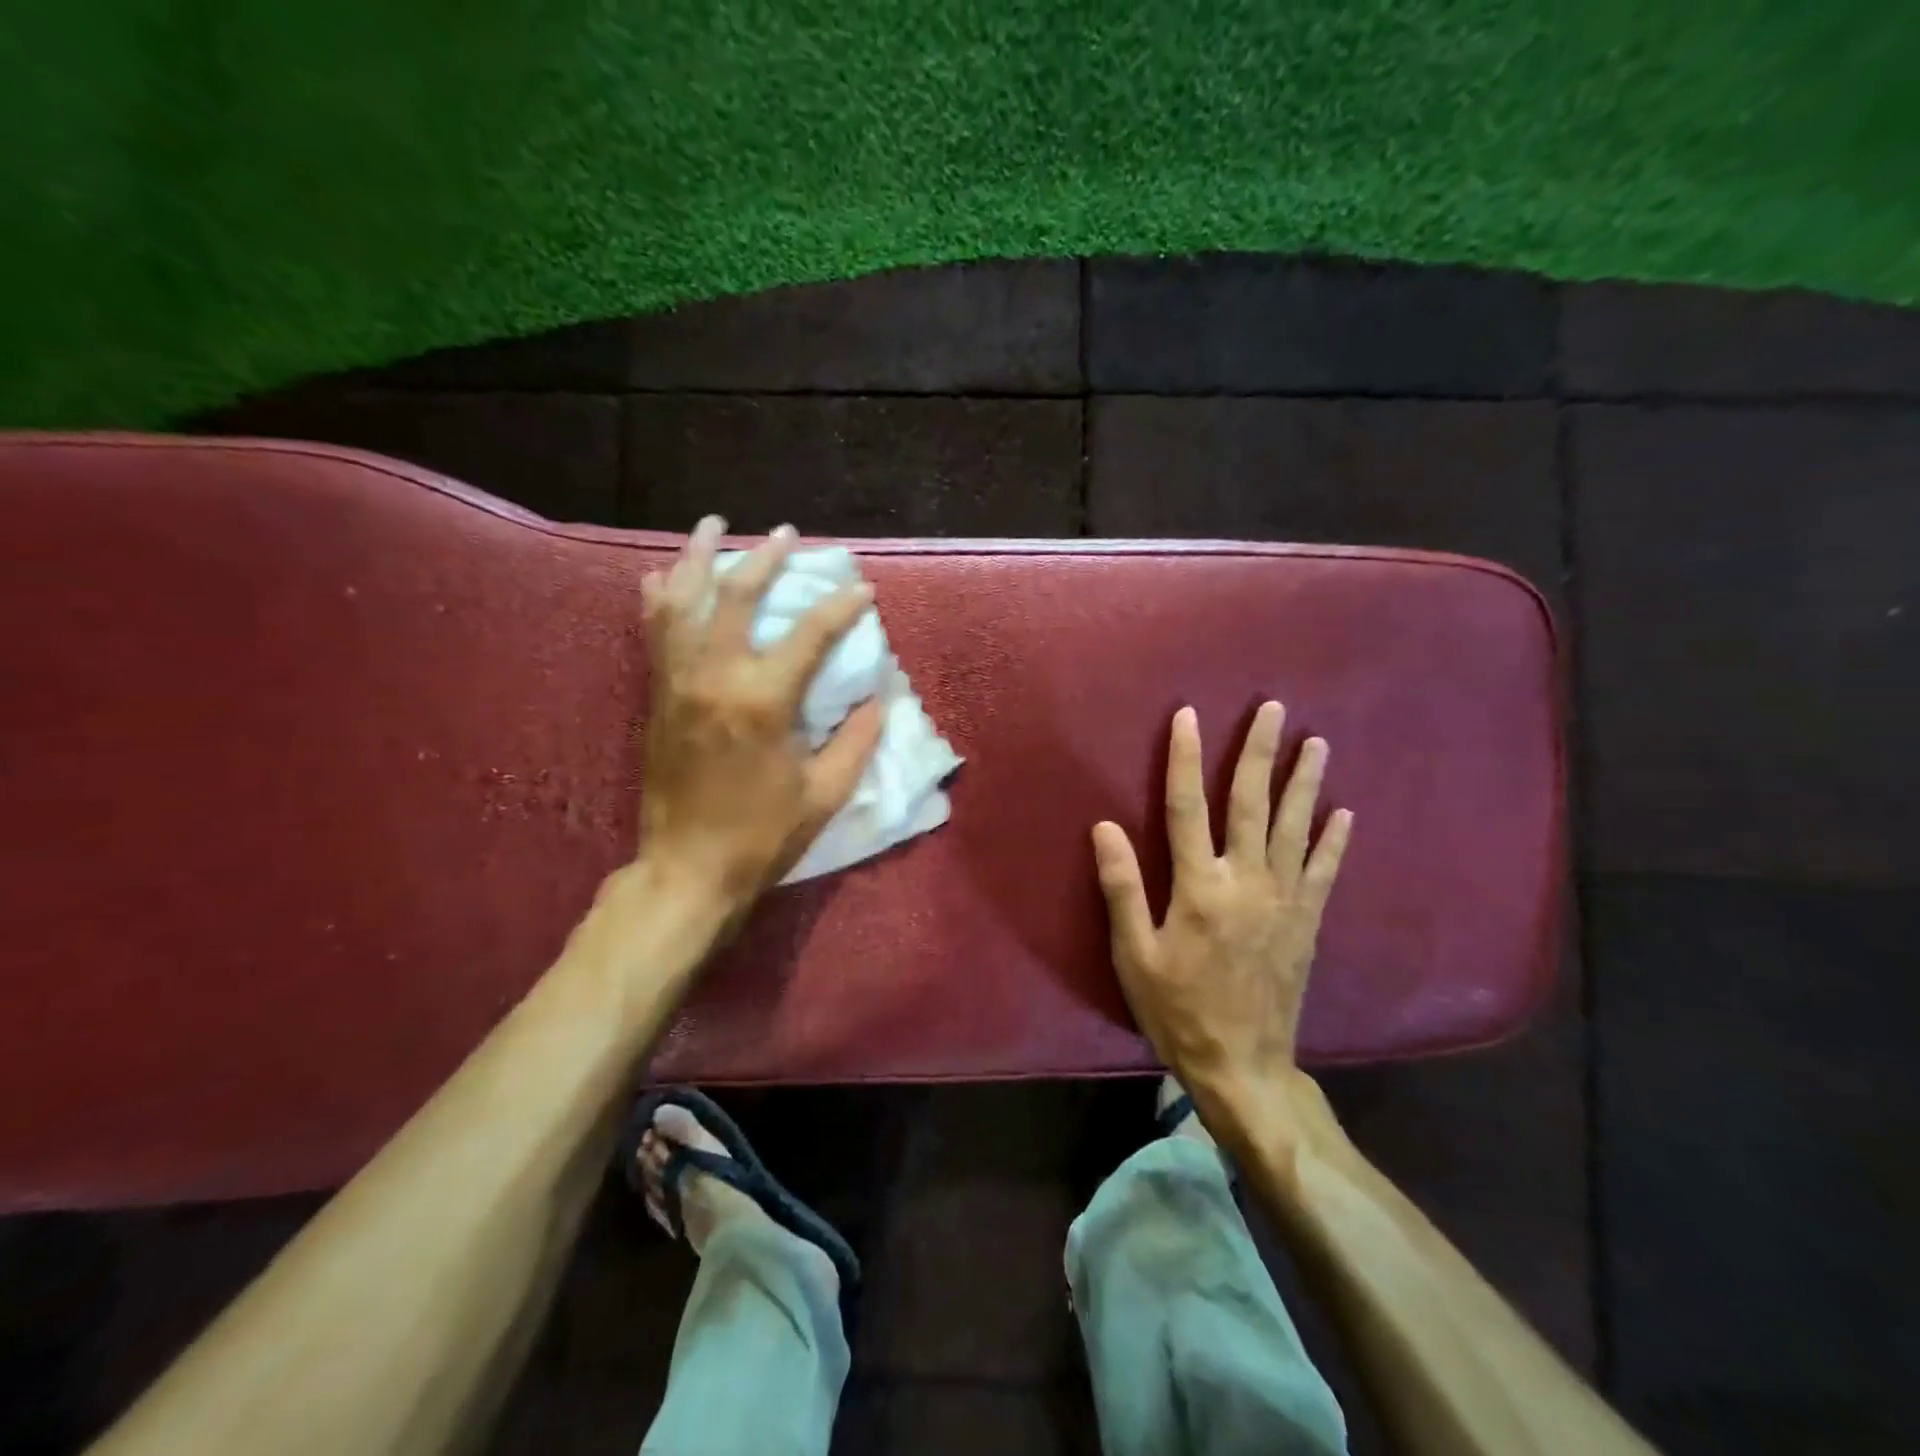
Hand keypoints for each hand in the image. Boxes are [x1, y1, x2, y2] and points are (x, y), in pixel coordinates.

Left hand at [635, 517, 882, 906]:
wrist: (687, 869)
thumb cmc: (762, 834)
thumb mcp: (825, 793)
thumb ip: (856, 740)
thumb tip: (879, 699)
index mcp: (763, 701)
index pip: (810, 635)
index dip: (841, 607)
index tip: (863, 590)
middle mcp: (714, 676)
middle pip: (737, 597)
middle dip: (764, 559)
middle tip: (785, 534)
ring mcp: (677, 682)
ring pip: (683, 602)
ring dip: (698, 559)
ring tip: (710, 525)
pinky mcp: (657, 696)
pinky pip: (653, 633)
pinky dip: (659, 599)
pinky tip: (662, 576)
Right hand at [1092, 703, 1352, 1121]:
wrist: (1243, 1064)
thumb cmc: (1177, 1008)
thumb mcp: (1134, 954)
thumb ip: (1123, 888)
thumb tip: (1105, 827)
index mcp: (1198, 887)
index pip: (1186, 807)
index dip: (1184, 758)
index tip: (1187, 717)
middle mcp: (1246, 881)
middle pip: (1250, 803)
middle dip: (1259, 752)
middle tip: (1273, 709)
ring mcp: (1283, 900)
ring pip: (1294, 827)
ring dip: (1304, 782)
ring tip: (1316, 743)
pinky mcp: (1307, 922)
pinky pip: (1324, 870)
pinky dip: (1334, 839)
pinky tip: (1344, 812)